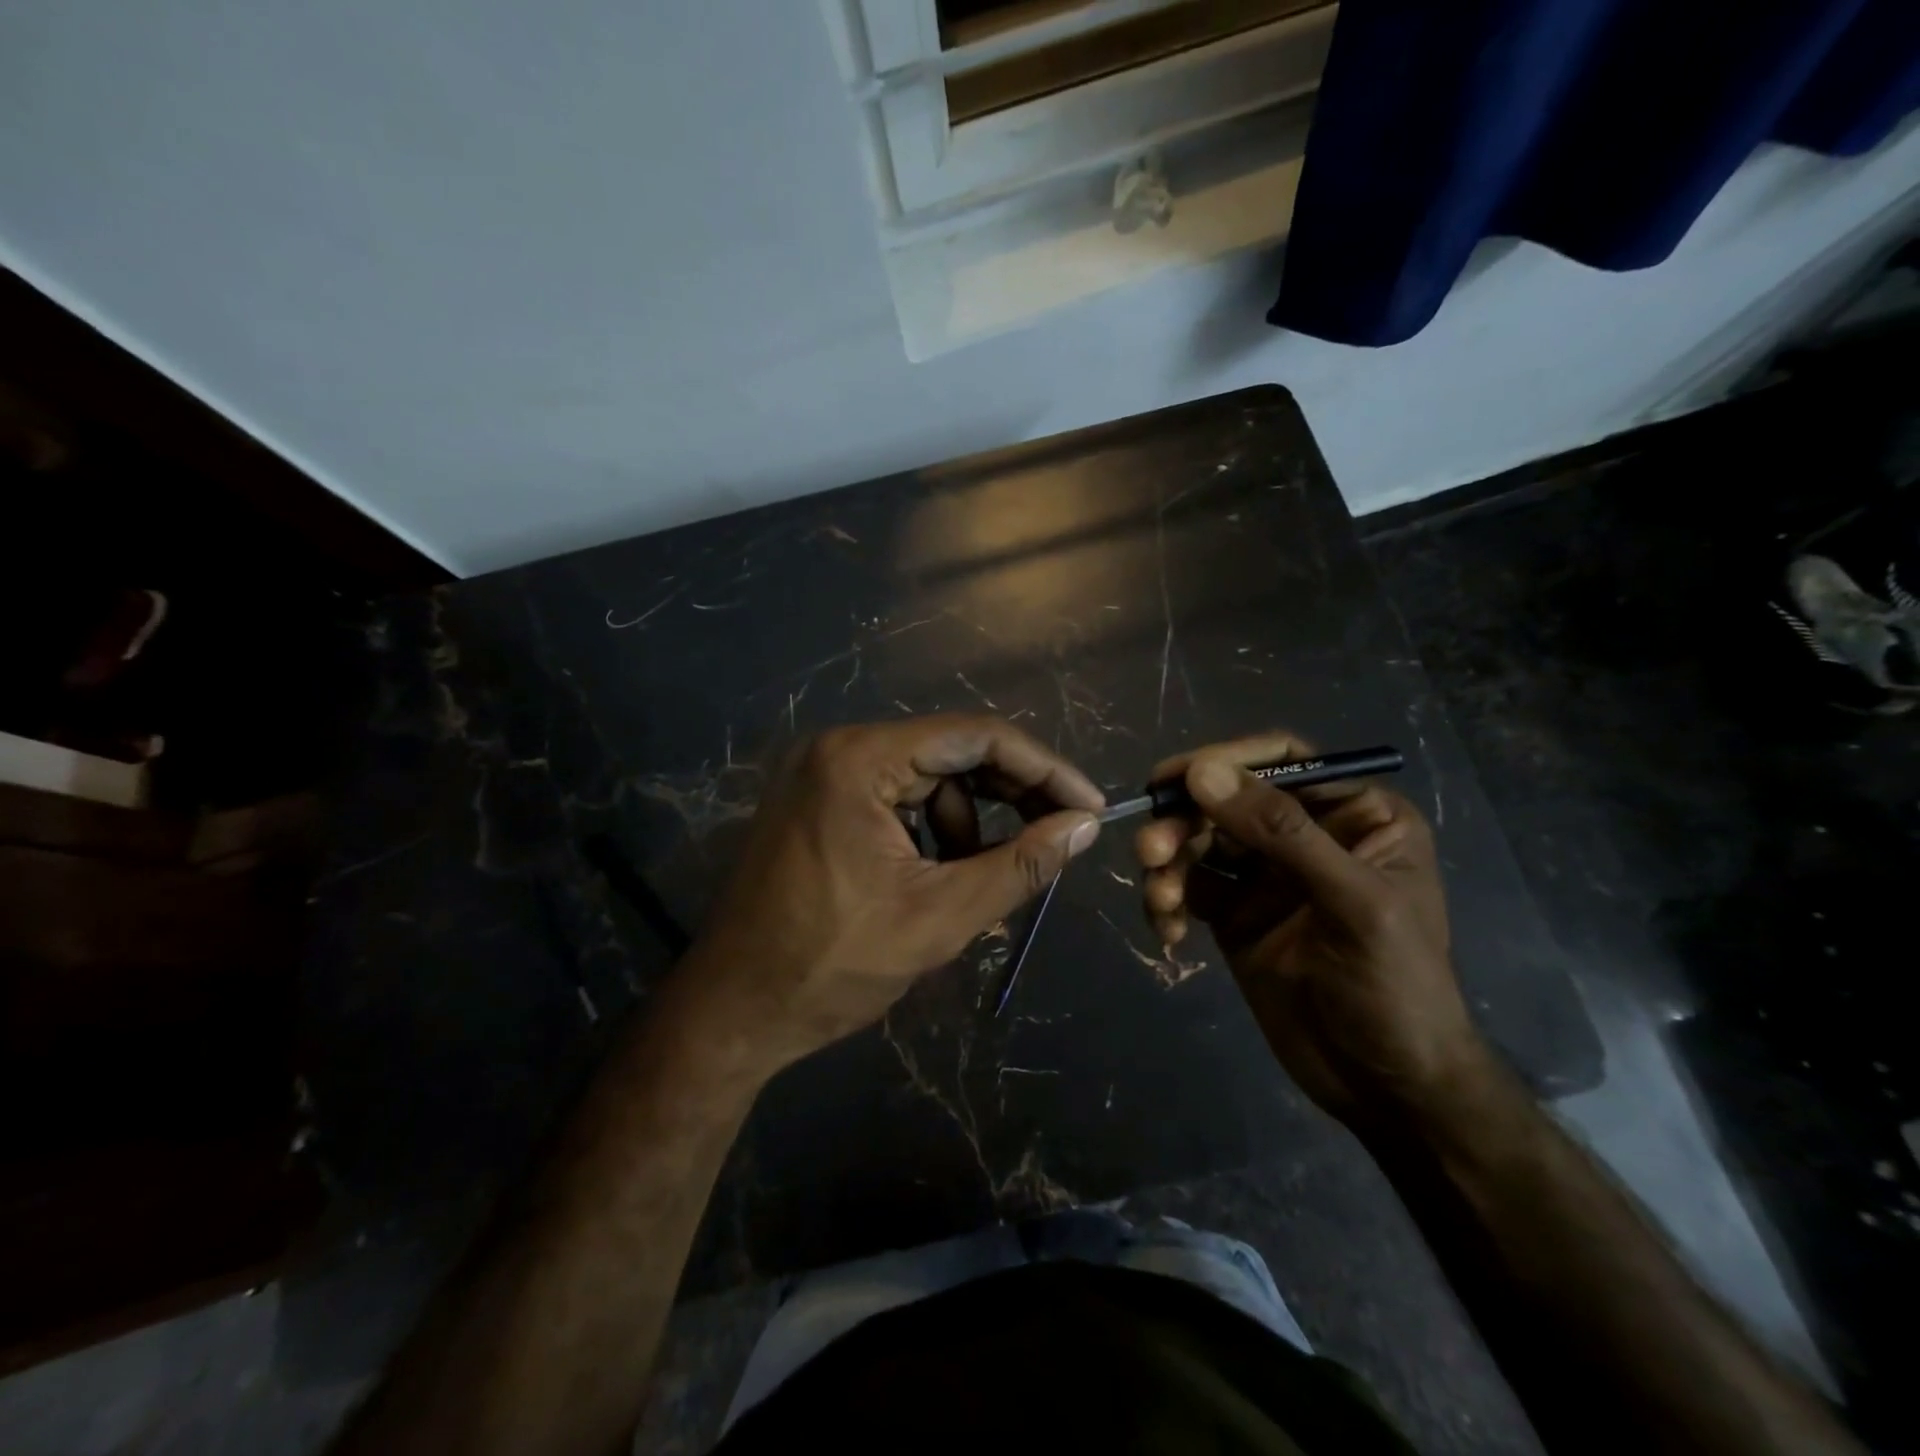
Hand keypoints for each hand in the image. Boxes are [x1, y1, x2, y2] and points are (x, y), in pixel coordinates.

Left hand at [682, 715, 1104, 1071]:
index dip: (1043, 768)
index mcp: (860, 759)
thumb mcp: (940, 917)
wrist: (732, 1012)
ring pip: (927, 779)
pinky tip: (938, 877)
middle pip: (951, 752)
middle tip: (1058, 835)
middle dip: (1009, 795)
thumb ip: (1020, 865)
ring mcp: (822, 773)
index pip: (975, 736)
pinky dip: (930, 831)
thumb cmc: (831, 966)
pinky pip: (896, 798)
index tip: (1089, 806)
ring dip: (968, 823)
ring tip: (980, 879)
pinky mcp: (818, 801)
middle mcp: (838, 748)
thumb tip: (1084, 826)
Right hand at [1133, 732, 1486, 1127]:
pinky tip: (1168, 932)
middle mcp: (1306, 834)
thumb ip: (1281, 832)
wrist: (1385, 1089)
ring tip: (1162, 901)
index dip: (1224, 760)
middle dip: (1183, 822)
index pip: (1282, 762)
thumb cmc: (1395, 989)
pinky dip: (1167, 900)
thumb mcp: (1352, 903)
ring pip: (1197, 840)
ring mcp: (1265, 875)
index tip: (1171, 779)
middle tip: (1151, 852)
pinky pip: (1187, 885)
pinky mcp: (1233, 913)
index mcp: (1354, 815)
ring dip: (1168, 863)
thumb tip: (1202, 771)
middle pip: (1226, 799)